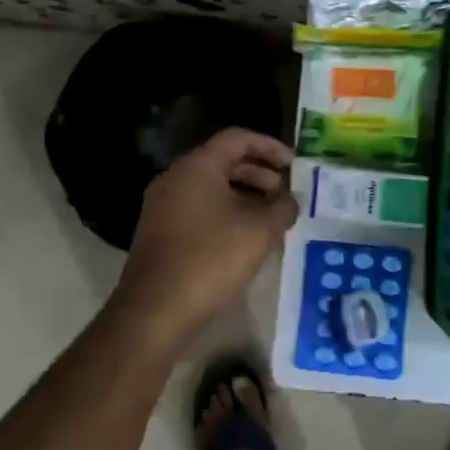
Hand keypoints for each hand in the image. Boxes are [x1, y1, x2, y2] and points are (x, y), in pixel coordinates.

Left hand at [113, 128, 296, 344]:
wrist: (155, 311)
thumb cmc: (210, 259)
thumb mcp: (260, 231)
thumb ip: (283, 208)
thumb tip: (292, 199)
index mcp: (197, 167)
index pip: (237, 138)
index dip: (270, 146)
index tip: (294, 164)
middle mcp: (175, 179)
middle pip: (223, 162)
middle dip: (260, 174)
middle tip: (285, 193)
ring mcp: (163, 207)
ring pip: (211, 188)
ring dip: (245, 197)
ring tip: (272, 218)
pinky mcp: (160, 233)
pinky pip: (199, 210)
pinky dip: (226, 214)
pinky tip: (246, 239)